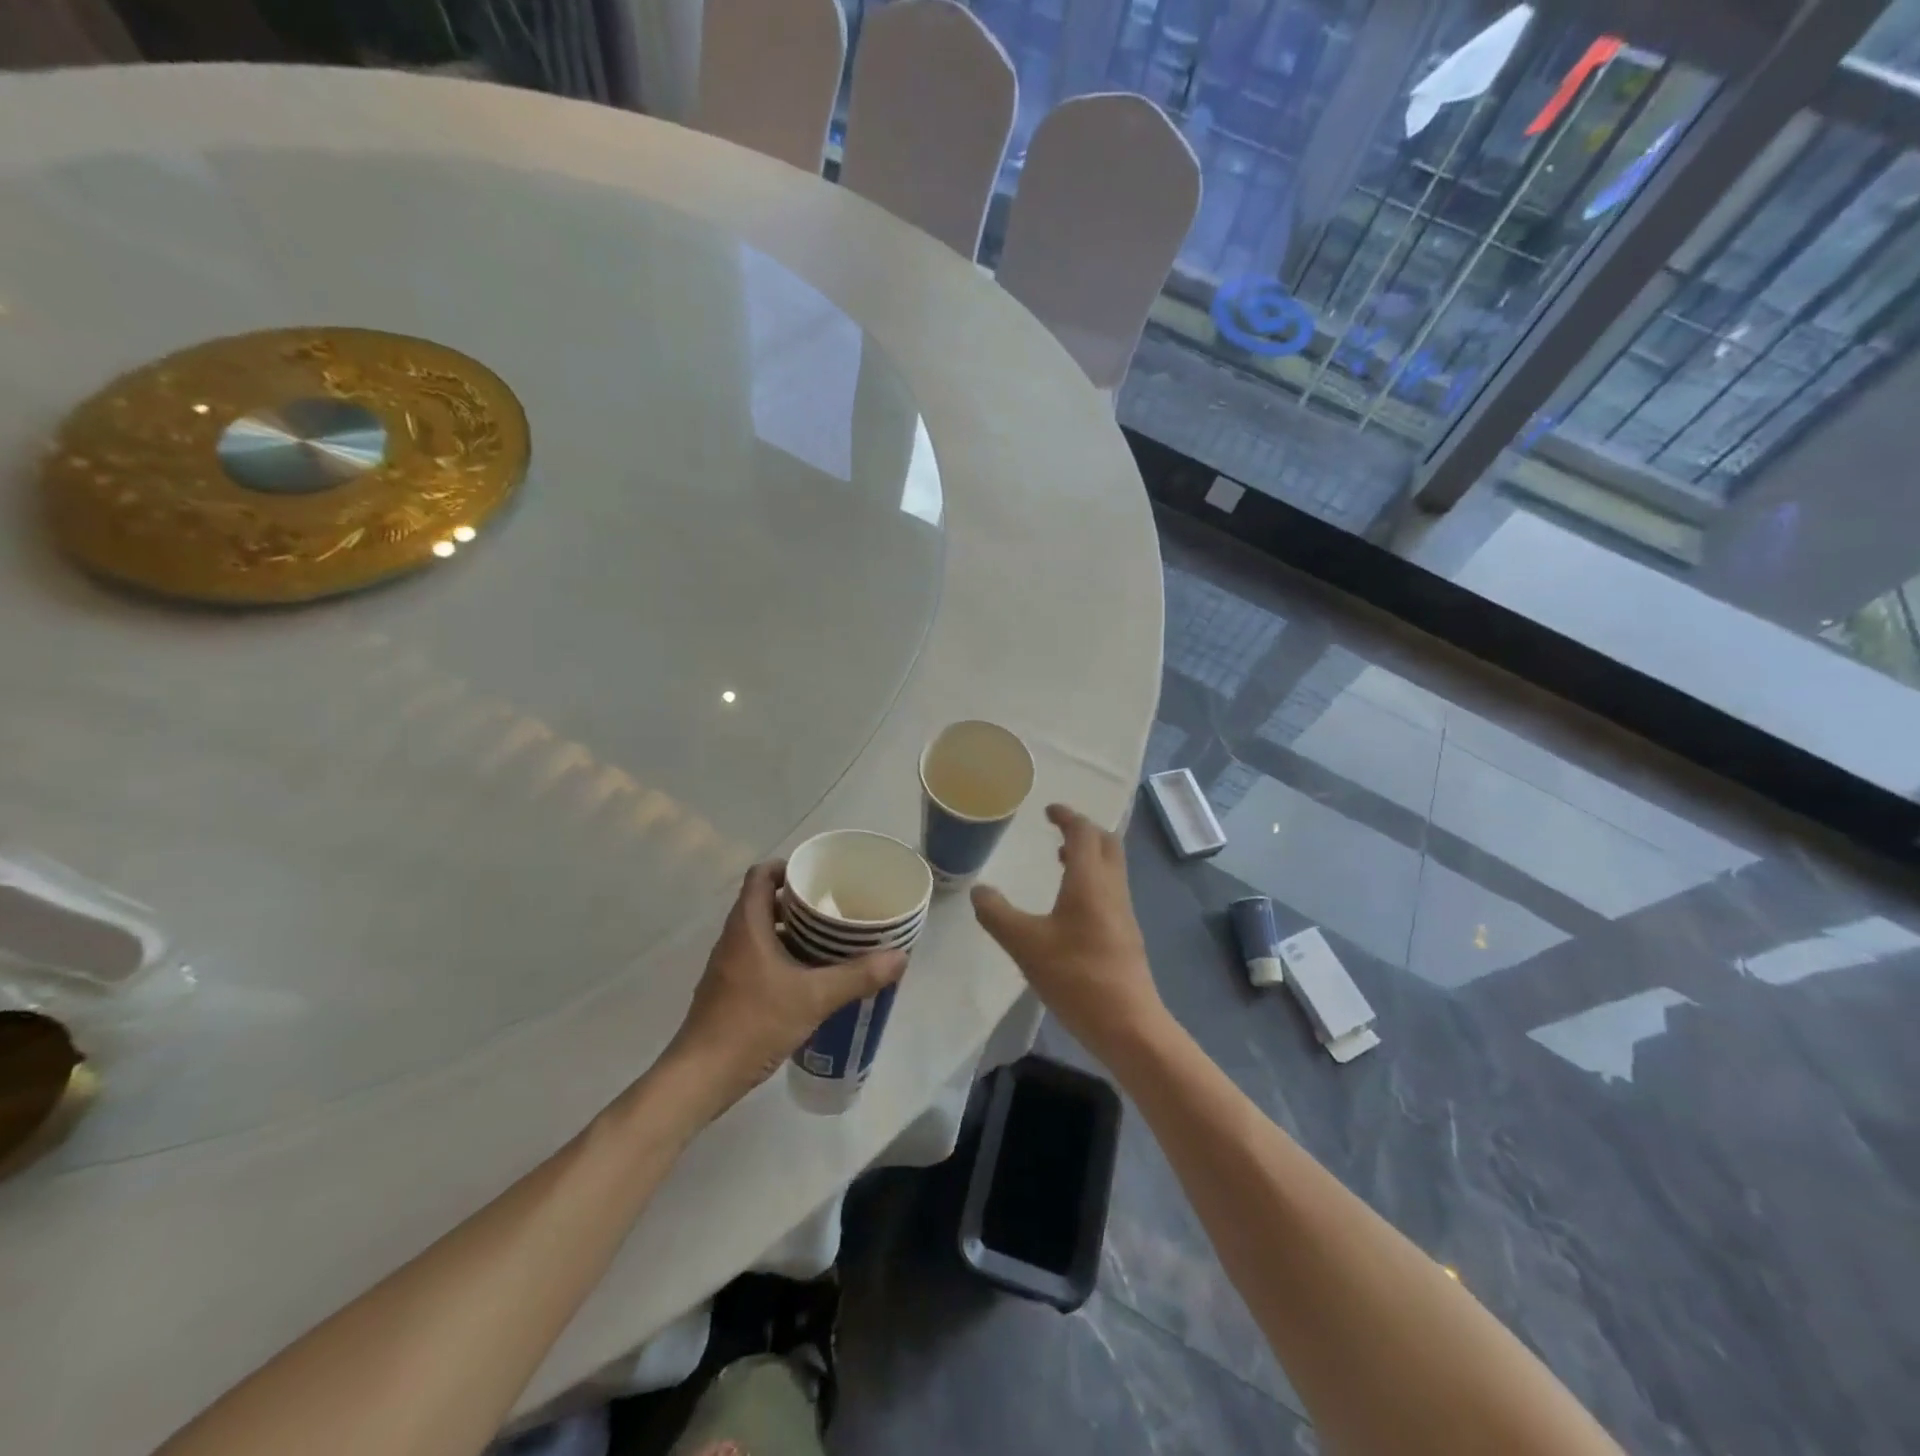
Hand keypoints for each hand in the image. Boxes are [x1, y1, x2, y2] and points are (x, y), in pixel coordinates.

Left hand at [664, 862, 905, 1115]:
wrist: (701, 1077)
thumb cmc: (753, 1023)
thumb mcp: (814, 997)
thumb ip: (857, 976)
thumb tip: (899, 956)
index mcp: (747, 925)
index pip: (762, 875)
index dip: (789, 867)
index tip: (819, 876)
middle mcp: (734, 938)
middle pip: (765, 901)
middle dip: (800, 901)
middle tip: (836, 908)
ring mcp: (729, 965)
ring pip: (763, 932)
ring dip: (794, 931)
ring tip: (831, 940)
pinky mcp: (730, 990)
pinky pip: (759, 957)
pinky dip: (784, 956)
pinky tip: (811, 977)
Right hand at [971, 804, 1165, 1063]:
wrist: (1128, 1024)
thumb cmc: (1076, 976)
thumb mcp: (1025, 945)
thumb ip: (997, 914)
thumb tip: (978, 891)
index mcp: (1090, 881)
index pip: (1084, 832)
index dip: (1067, 816)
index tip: (1049, 811)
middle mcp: (1112, 888)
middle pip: (1107, 844)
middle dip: (1084, 830)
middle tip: (1058, 831)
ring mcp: (1123, 912)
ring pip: (1111, 868)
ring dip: (1090, 856)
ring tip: (1061, 861)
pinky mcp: (1126, 935)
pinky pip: (1111, 890)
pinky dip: (1093, 879)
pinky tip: (1071, 905)